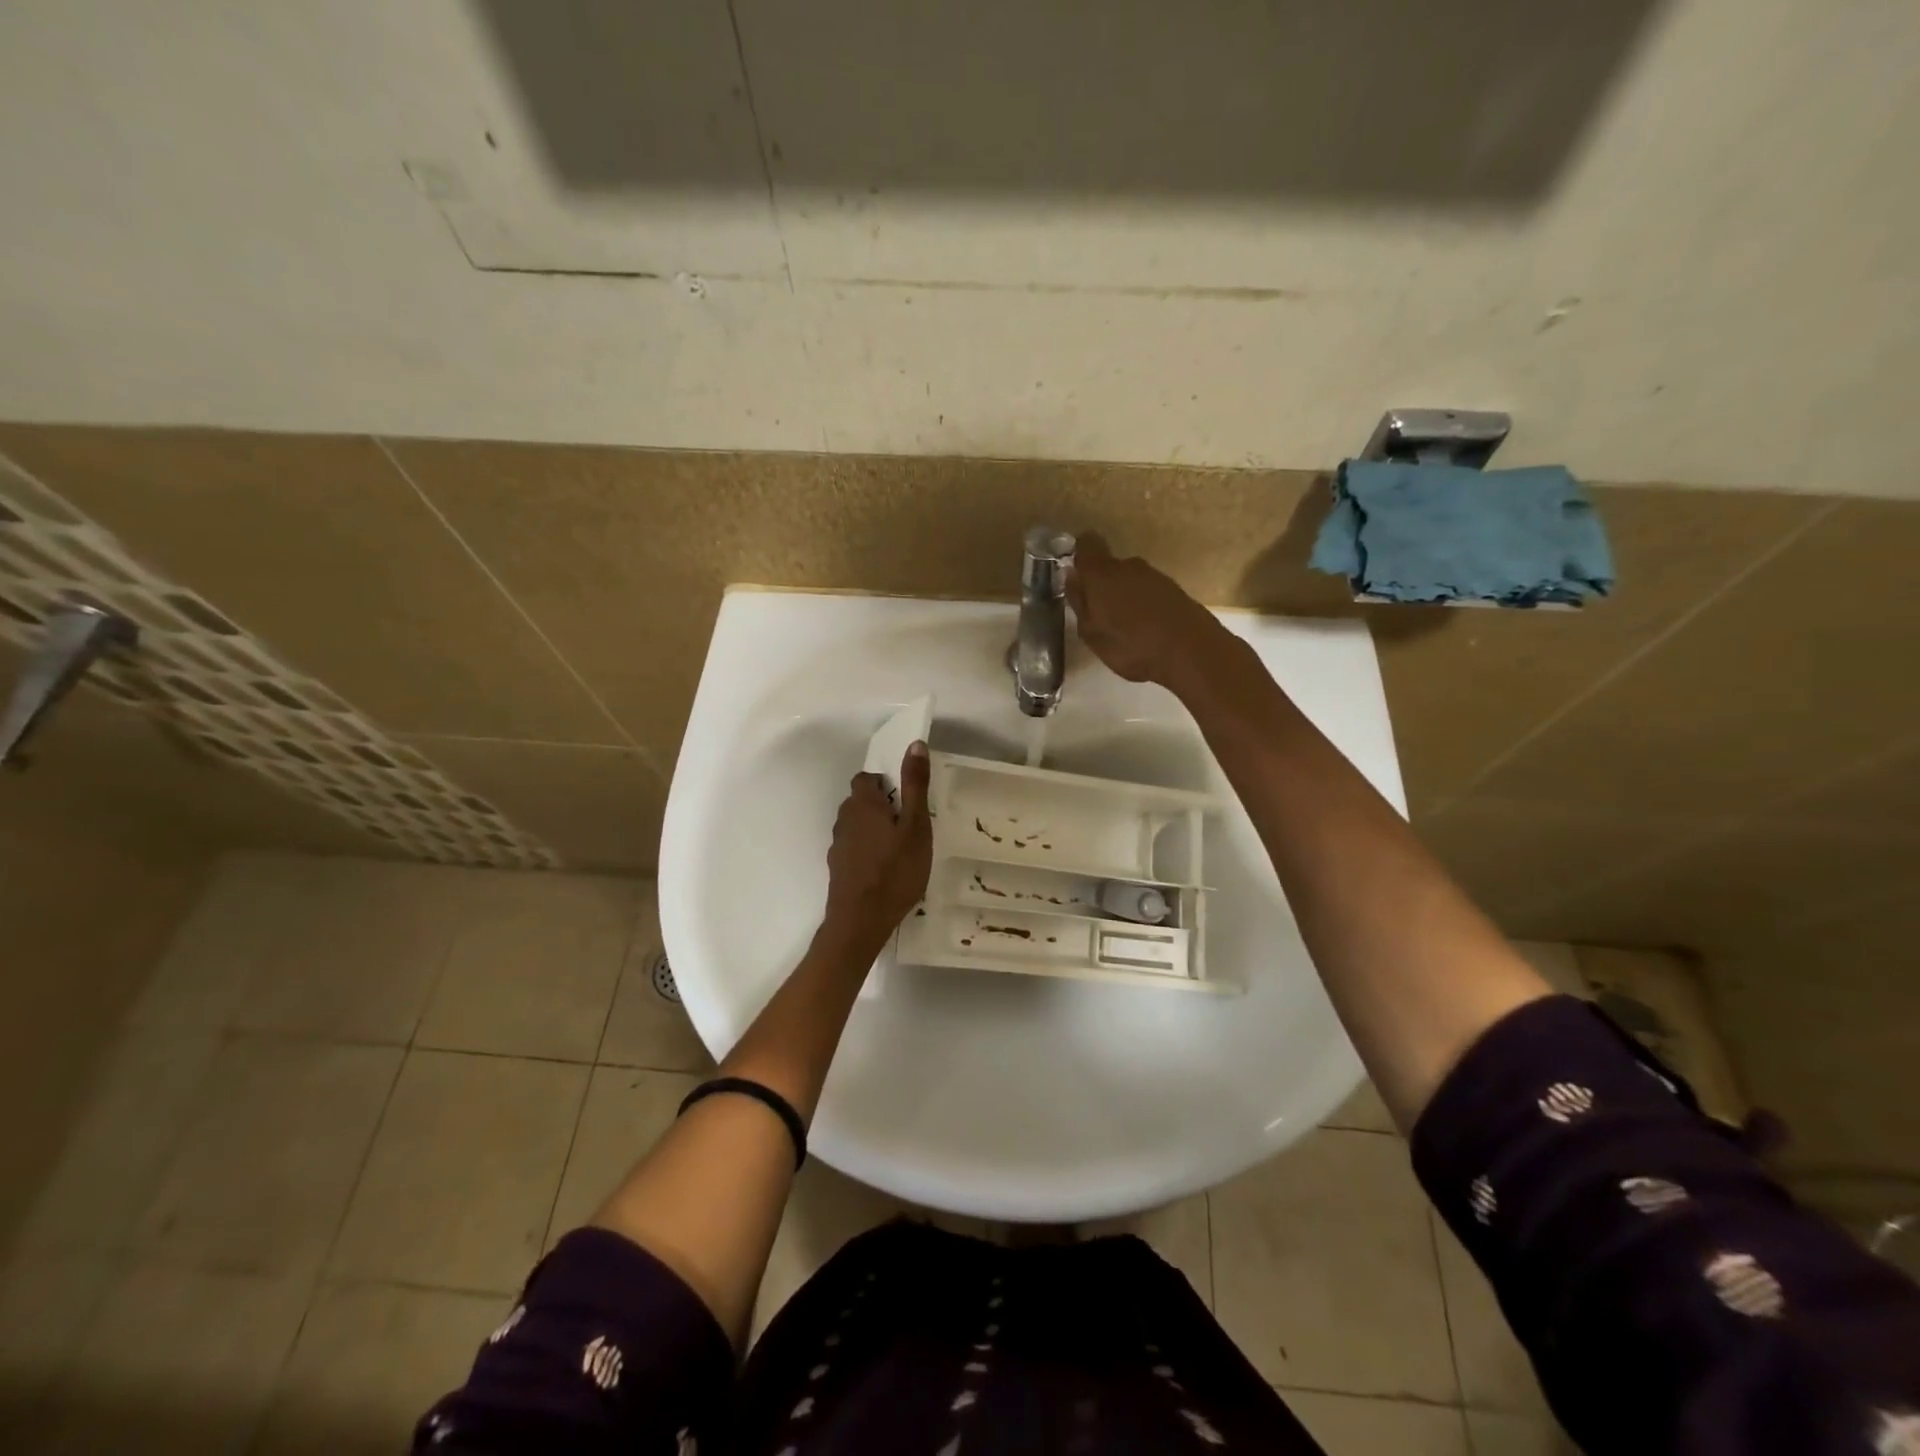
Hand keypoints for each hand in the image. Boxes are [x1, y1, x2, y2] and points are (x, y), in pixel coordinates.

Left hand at [823, 742, 932, 941]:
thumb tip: (915, 744)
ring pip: (856, 826)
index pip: (866, 778)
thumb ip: (915, 785)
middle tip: (909, 823)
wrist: (860, 921)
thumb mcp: (916, 826)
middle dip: (881, 806)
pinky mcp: (838, 868)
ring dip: (874, 830)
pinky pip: (854, 849)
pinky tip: (885, 870)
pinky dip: (868, 851)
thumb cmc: (895, 870)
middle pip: (860, 801)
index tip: (906, 798)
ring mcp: (838, 845)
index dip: (885, 783)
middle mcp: (844, 819)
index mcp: (863, 804)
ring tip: (900, 848)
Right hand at [1066, 532, 1231, 689]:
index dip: (1079, 556)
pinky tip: (1145, 629)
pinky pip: (1148, 591)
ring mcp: (1155, 576)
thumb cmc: (1133, 646)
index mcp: (1102, 574)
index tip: (1075, 578)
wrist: (1193, 651)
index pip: (1086, 545)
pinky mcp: (1174, 589)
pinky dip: (1142, 605)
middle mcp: (1129, 566)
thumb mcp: (1092, 634)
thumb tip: (1071, 577)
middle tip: (1098, 617)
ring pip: (1129, 580)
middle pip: (1109, 567)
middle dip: (1101, 586)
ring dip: (1123, 597)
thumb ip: (1079, 603)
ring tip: (1123, 628)